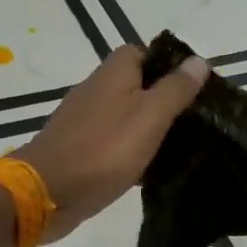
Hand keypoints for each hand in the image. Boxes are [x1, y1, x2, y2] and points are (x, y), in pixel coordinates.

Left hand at [18, 44, 208, 240]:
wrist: (47, 193)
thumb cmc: (104, 150)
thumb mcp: (150, 116)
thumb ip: (175, 89)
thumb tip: (199, 60)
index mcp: (113, 73)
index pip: (142, 52)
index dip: (168, 66)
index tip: (192, 90)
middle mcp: (95, 90)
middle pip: (135, 85)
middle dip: (162, 101)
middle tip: (191, 123)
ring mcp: (83, 121)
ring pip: (124, 116)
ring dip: (146, 129)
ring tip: (177, 148)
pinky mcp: (78, 149)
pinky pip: (112, 143)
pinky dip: (129, 152)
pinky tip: (146, 170)